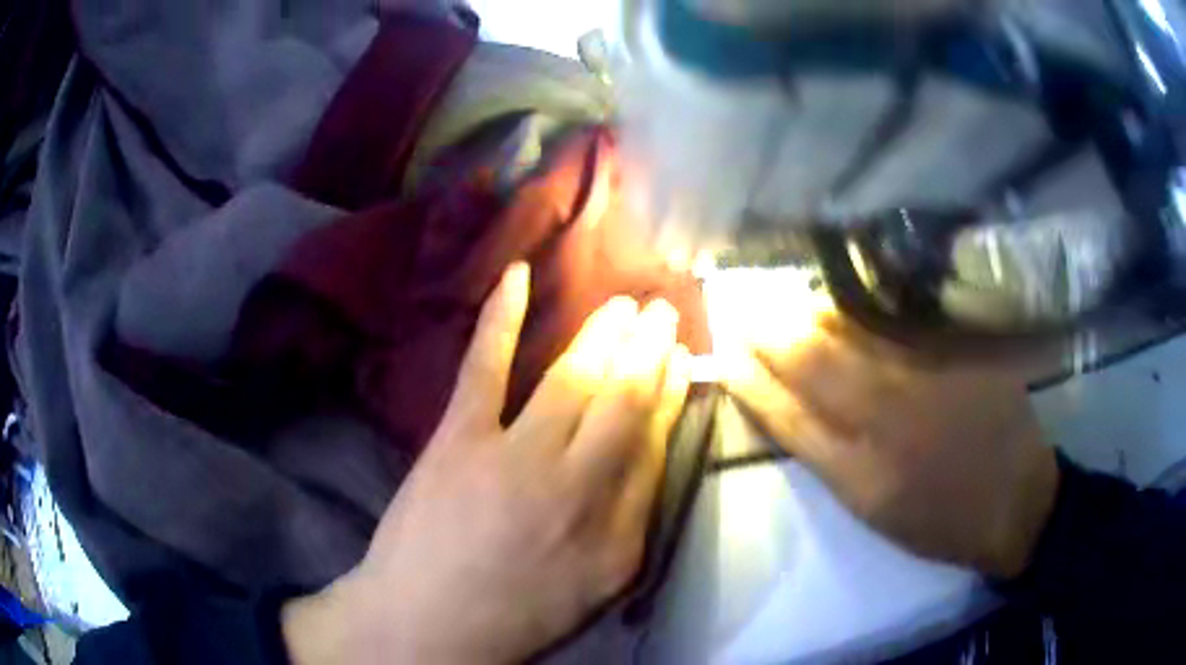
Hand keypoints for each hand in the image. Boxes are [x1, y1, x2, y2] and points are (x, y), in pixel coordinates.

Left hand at [284, 263, 690, 664]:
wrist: (426, 623)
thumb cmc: (517, 614)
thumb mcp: (599, 586)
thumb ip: (633, 521)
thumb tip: (653, 455)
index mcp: (617, 530)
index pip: (655, 443)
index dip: (671, 393)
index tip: (682, 359)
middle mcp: (577, 485)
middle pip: (623, 402)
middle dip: (649, 351)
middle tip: (663, 313)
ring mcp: (514, 455)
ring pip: (573, 379)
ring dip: (603, 335)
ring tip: (625, 305)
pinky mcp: (458, 438)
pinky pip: (485, 367)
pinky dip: (500, 317)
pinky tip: (517, 276)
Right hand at [723, 303, 1058, 578]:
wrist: (1016, 501)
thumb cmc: (938, 519)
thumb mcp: (873, 508)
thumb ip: (828, 455)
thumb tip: (788, 403)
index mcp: (859, 470)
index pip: (787, 414)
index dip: (749, 380)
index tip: (723, 351)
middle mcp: (887, 416)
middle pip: (813, 363)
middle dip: (768, 332)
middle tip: (738, 305)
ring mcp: (924, 376)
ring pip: (852, 334)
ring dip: (806, 312)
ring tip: (775, 296)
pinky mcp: (956, 351)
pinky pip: (895, 322)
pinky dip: (858, 310)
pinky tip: (837, 300)